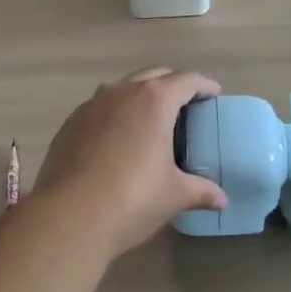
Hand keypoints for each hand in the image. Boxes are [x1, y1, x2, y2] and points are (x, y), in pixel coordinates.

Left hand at [35, 68, 227, 257]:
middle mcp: (121, 93)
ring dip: (140, 96)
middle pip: (153, 76)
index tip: (213, 94)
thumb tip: (222, 200)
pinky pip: (99, 108)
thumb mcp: (174, 196)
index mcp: (154, 101)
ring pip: (122, 88)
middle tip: (186, 104)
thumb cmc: (132, 199)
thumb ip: (200, 191)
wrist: (68, 216)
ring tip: (151, 119)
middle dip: (172, 84)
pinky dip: (115, 114)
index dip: (203, 85)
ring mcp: (91, 105)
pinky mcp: (70, 124)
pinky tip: (118, 139)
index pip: (185, 81)